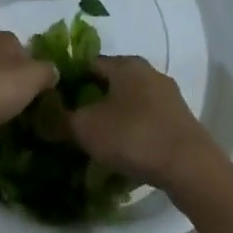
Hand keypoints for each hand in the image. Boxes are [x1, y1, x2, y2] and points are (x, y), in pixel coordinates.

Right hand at [68, 55, 221, 192]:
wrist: (191, 169)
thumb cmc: (135, 137)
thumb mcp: (87, 129)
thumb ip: (60, 120)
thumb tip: (40, 115)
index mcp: (125, 64)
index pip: (89, 63)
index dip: (70, 80)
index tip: (58, 101)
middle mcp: (148, 72)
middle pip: (111, 81)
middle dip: (92, 99)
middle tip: (76, 122)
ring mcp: (168, 96)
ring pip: (131, 101)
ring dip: (115, 116)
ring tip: (100, 141)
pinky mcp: (181, 120)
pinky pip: (148, 119)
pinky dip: (134, 130)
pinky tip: (127, 152)